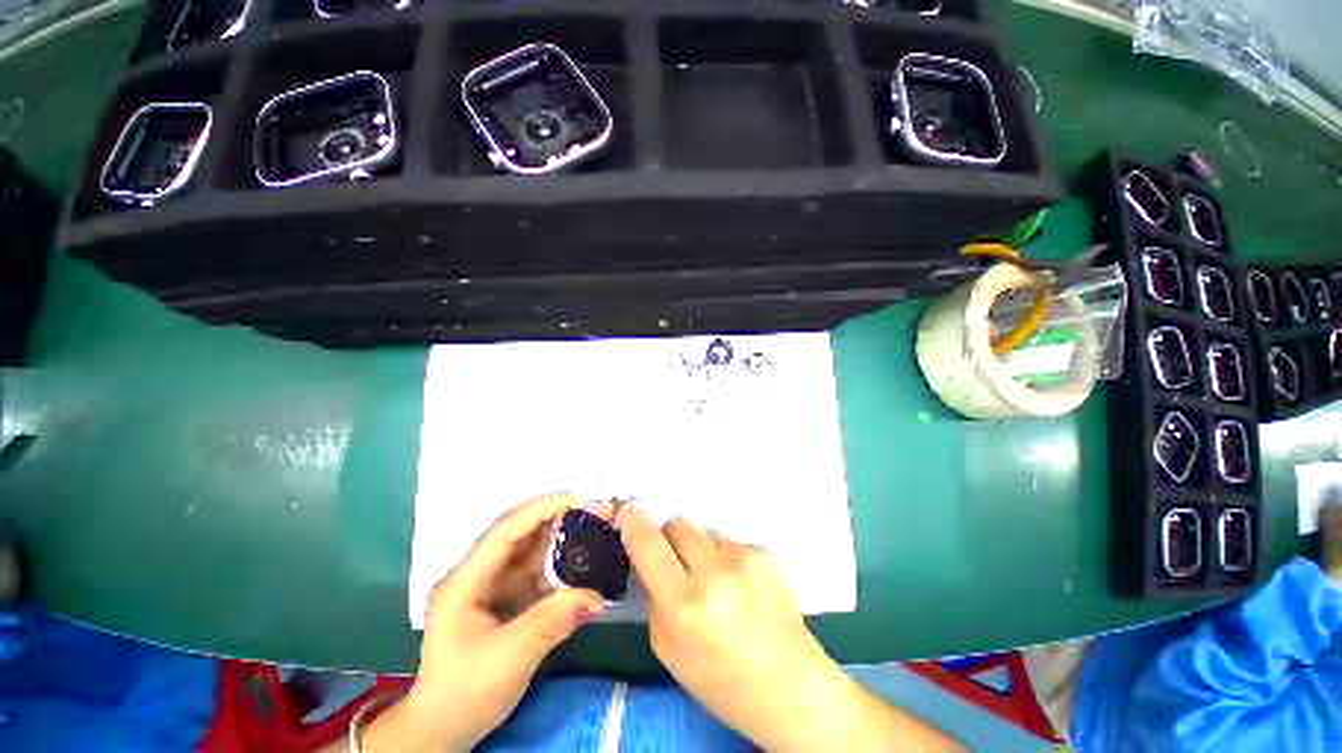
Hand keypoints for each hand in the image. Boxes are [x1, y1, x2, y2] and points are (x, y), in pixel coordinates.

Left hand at [362, 495, 604, 752]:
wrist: (442, 731)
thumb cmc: (465, 695)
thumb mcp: (509, 659)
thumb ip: (553, 622)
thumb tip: (598, 597)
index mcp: (464, 582)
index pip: (505, 530)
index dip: (542, 509)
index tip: (580, 500)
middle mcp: (474, 574)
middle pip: (518, 533)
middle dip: (557, 518)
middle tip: (595, 513)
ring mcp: (487, 585)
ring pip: (528, 549)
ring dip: (560, 539)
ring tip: (593, 532)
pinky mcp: (501, 597)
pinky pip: (532, 570)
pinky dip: (557, 564)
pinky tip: (580, 563)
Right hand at [618, 505, 960, 751]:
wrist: (791, 688)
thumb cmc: (722, 682)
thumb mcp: (669, 651)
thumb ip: (654, 600)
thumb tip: (649, 561)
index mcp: (685, 604)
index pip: (649, 545)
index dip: (634, 523)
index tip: (627, 511)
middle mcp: (715, 572)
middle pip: (678, 524)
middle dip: (670, 538)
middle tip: (676, 561)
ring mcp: (744, 558)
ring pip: (705, 533)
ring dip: (700, 550)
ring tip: (717, 583)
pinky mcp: (765, 553)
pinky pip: (730, 543)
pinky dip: (726, 558)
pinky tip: (741, 587)